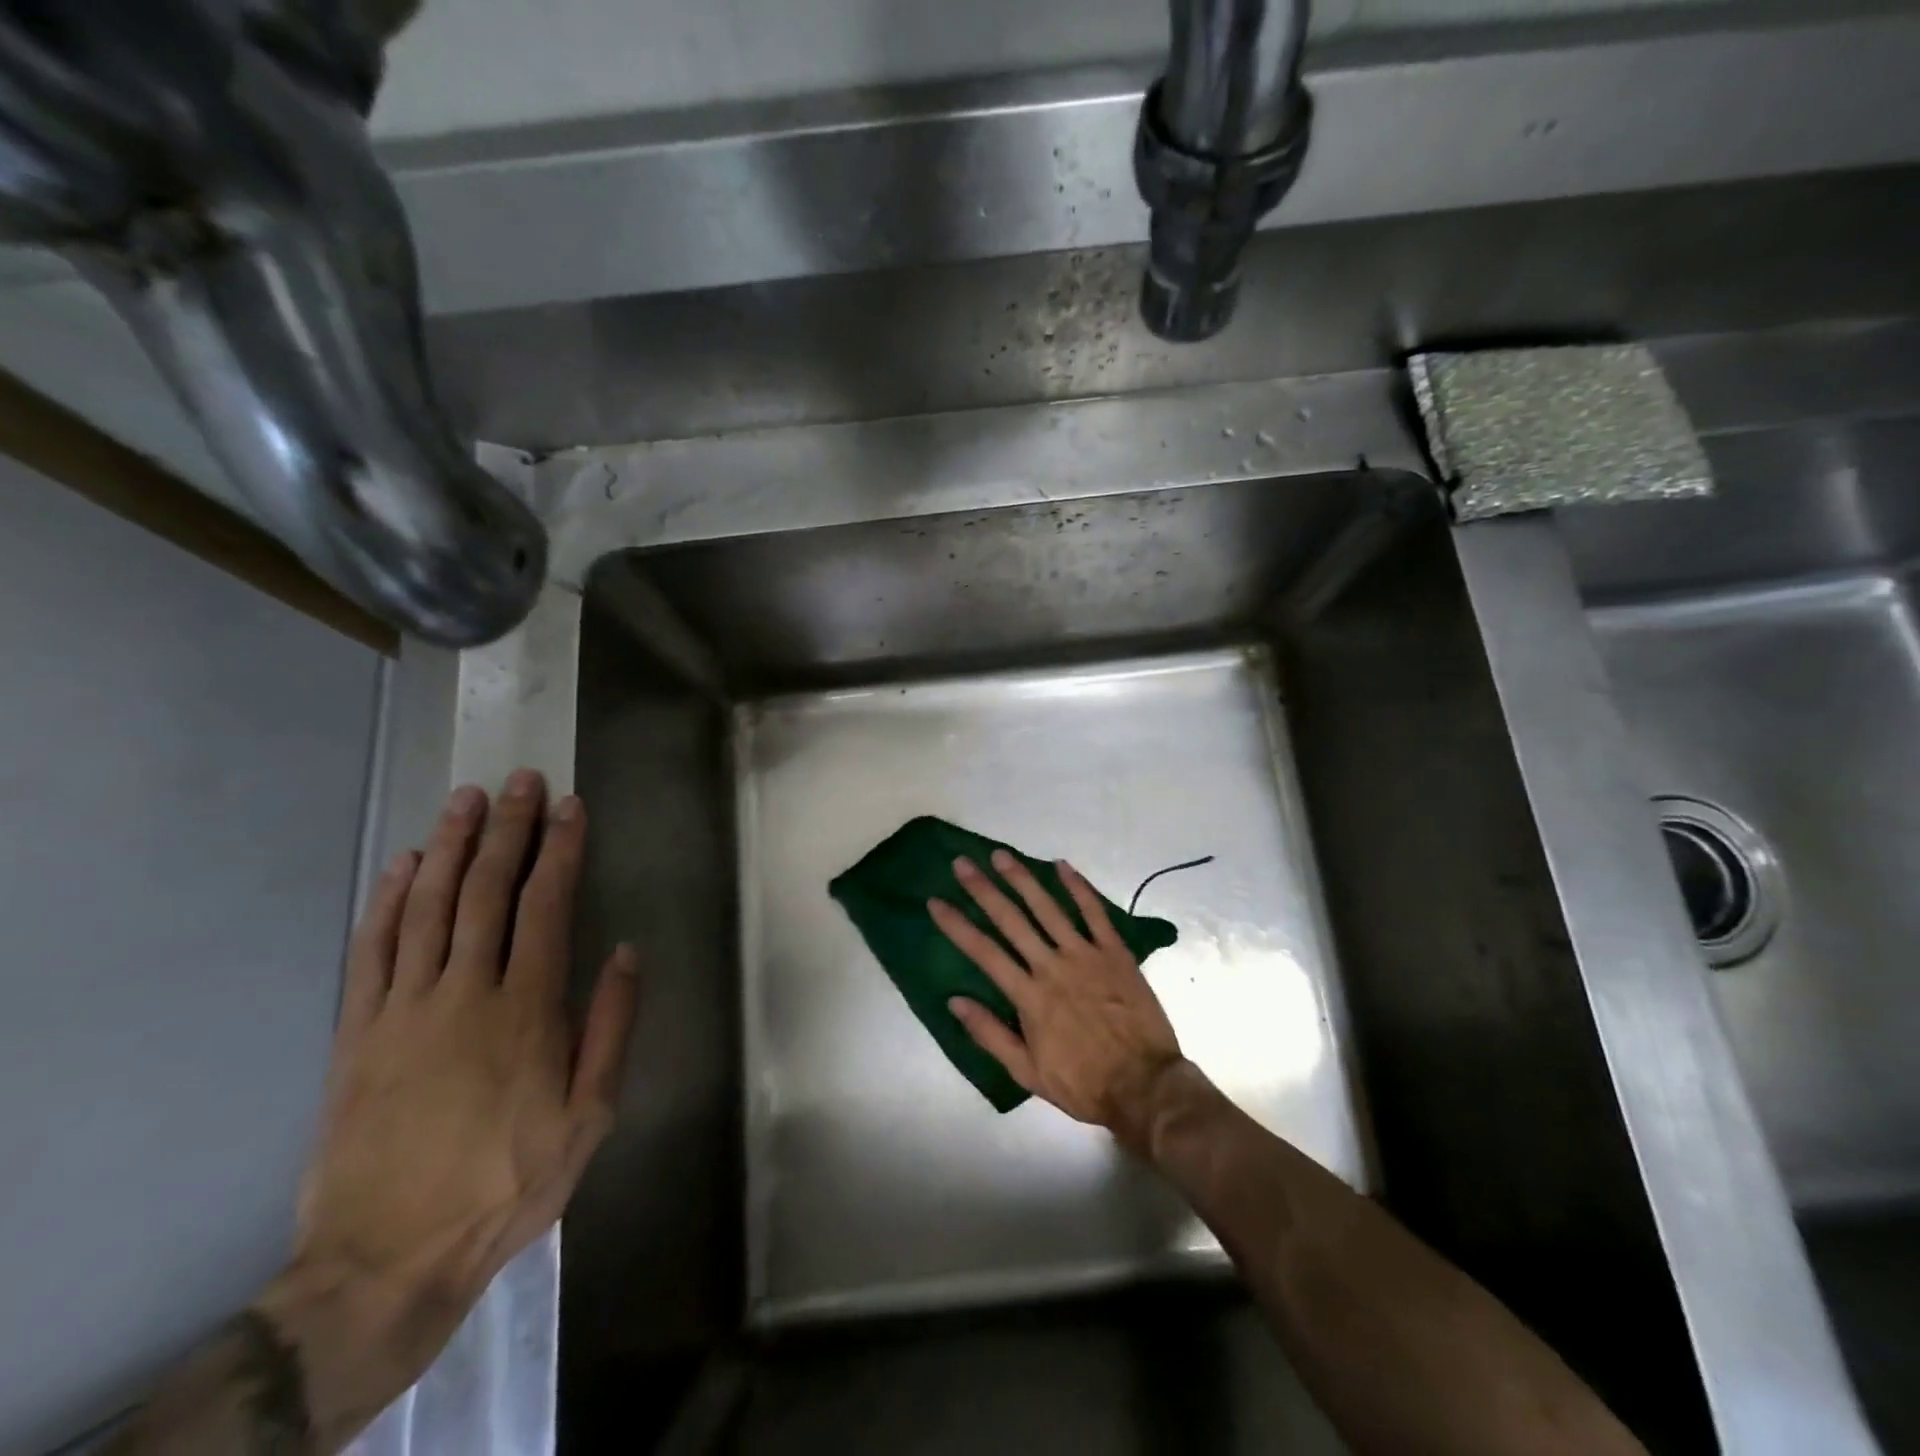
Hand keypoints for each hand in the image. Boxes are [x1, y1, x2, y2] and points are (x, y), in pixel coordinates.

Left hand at [260, 771, 637, 1445]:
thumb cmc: (507, 1182)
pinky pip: (372, 950)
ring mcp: (402, 1009)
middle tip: (517, 780)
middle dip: (506, 829)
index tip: (569, 806)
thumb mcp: (589, 1115)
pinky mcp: (356, 1032)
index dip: (560, 850)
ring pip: (426, 907)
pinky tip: (402, 864)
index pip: (546, 906)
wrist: (385, 1260)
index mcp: (526, 1011)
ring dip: (448, 846)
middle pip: (485, 891)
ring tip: (463, 798)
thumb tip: (623, 951)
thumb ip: (609, 1027)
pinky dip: (387, 899)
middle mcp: (464, 993)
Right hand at [929, 851, 1182, 1150]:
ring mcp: (1085, 955)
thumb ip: (990, 1034)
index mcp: (1029, 996)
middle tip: (962, 863)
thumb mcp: (1027, 1072)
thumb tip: (954, 1001)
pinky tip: (1062, 866)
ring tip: (1001, 855)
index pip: (983, 952)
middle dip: (983, 889)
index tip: (936, 901)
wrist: (1144, 1085)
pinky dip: (1078, 888)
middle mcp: (1052, 966)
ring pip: (1048, 908)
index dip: (957, 925)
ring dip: (1022, 879)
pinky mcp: (1115, 952)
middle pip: (1011, 920)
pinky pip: (1095, 913)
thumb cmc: (1083, 1082)